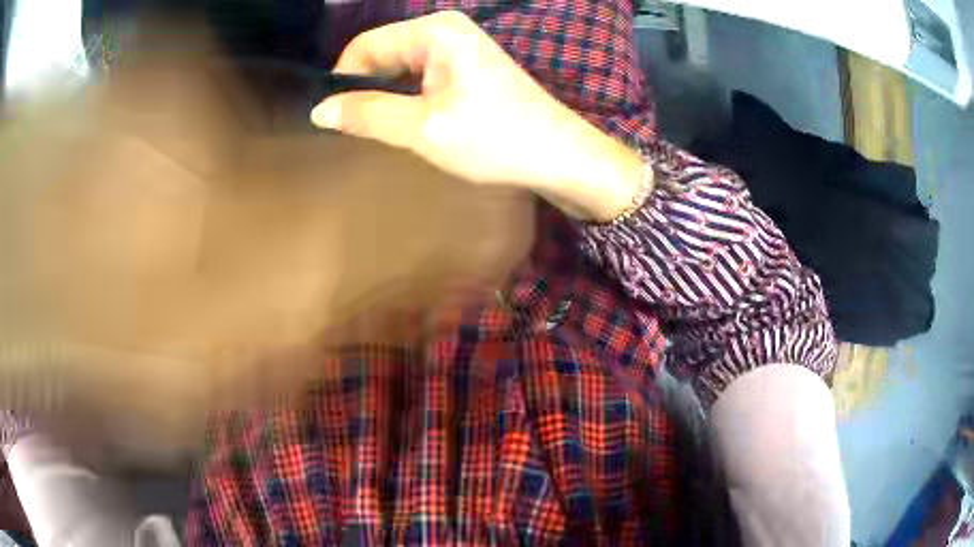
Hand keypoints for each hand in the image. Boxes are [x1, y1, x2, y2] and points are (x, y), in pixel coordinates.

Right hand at [311, 11, 646, 221]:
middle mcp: (445, 28)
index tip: (337, 119)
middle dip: (367, 89)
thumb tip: (319, 110)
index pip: (365, 46)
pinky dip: (408, 96)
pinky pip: (421, 74)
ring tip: (386, 130)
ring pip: (400, 66)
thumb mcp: (423, 128)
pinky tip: (411, 122)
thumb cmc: (494, 139)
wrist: (559, 155)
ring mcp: (459, 45)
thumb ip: (367, 114)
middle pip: (382, 53)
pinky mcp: (468, 64)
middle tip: (362, 131)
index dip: (344, 81)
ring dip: (387, 96)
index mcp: (434, 31)